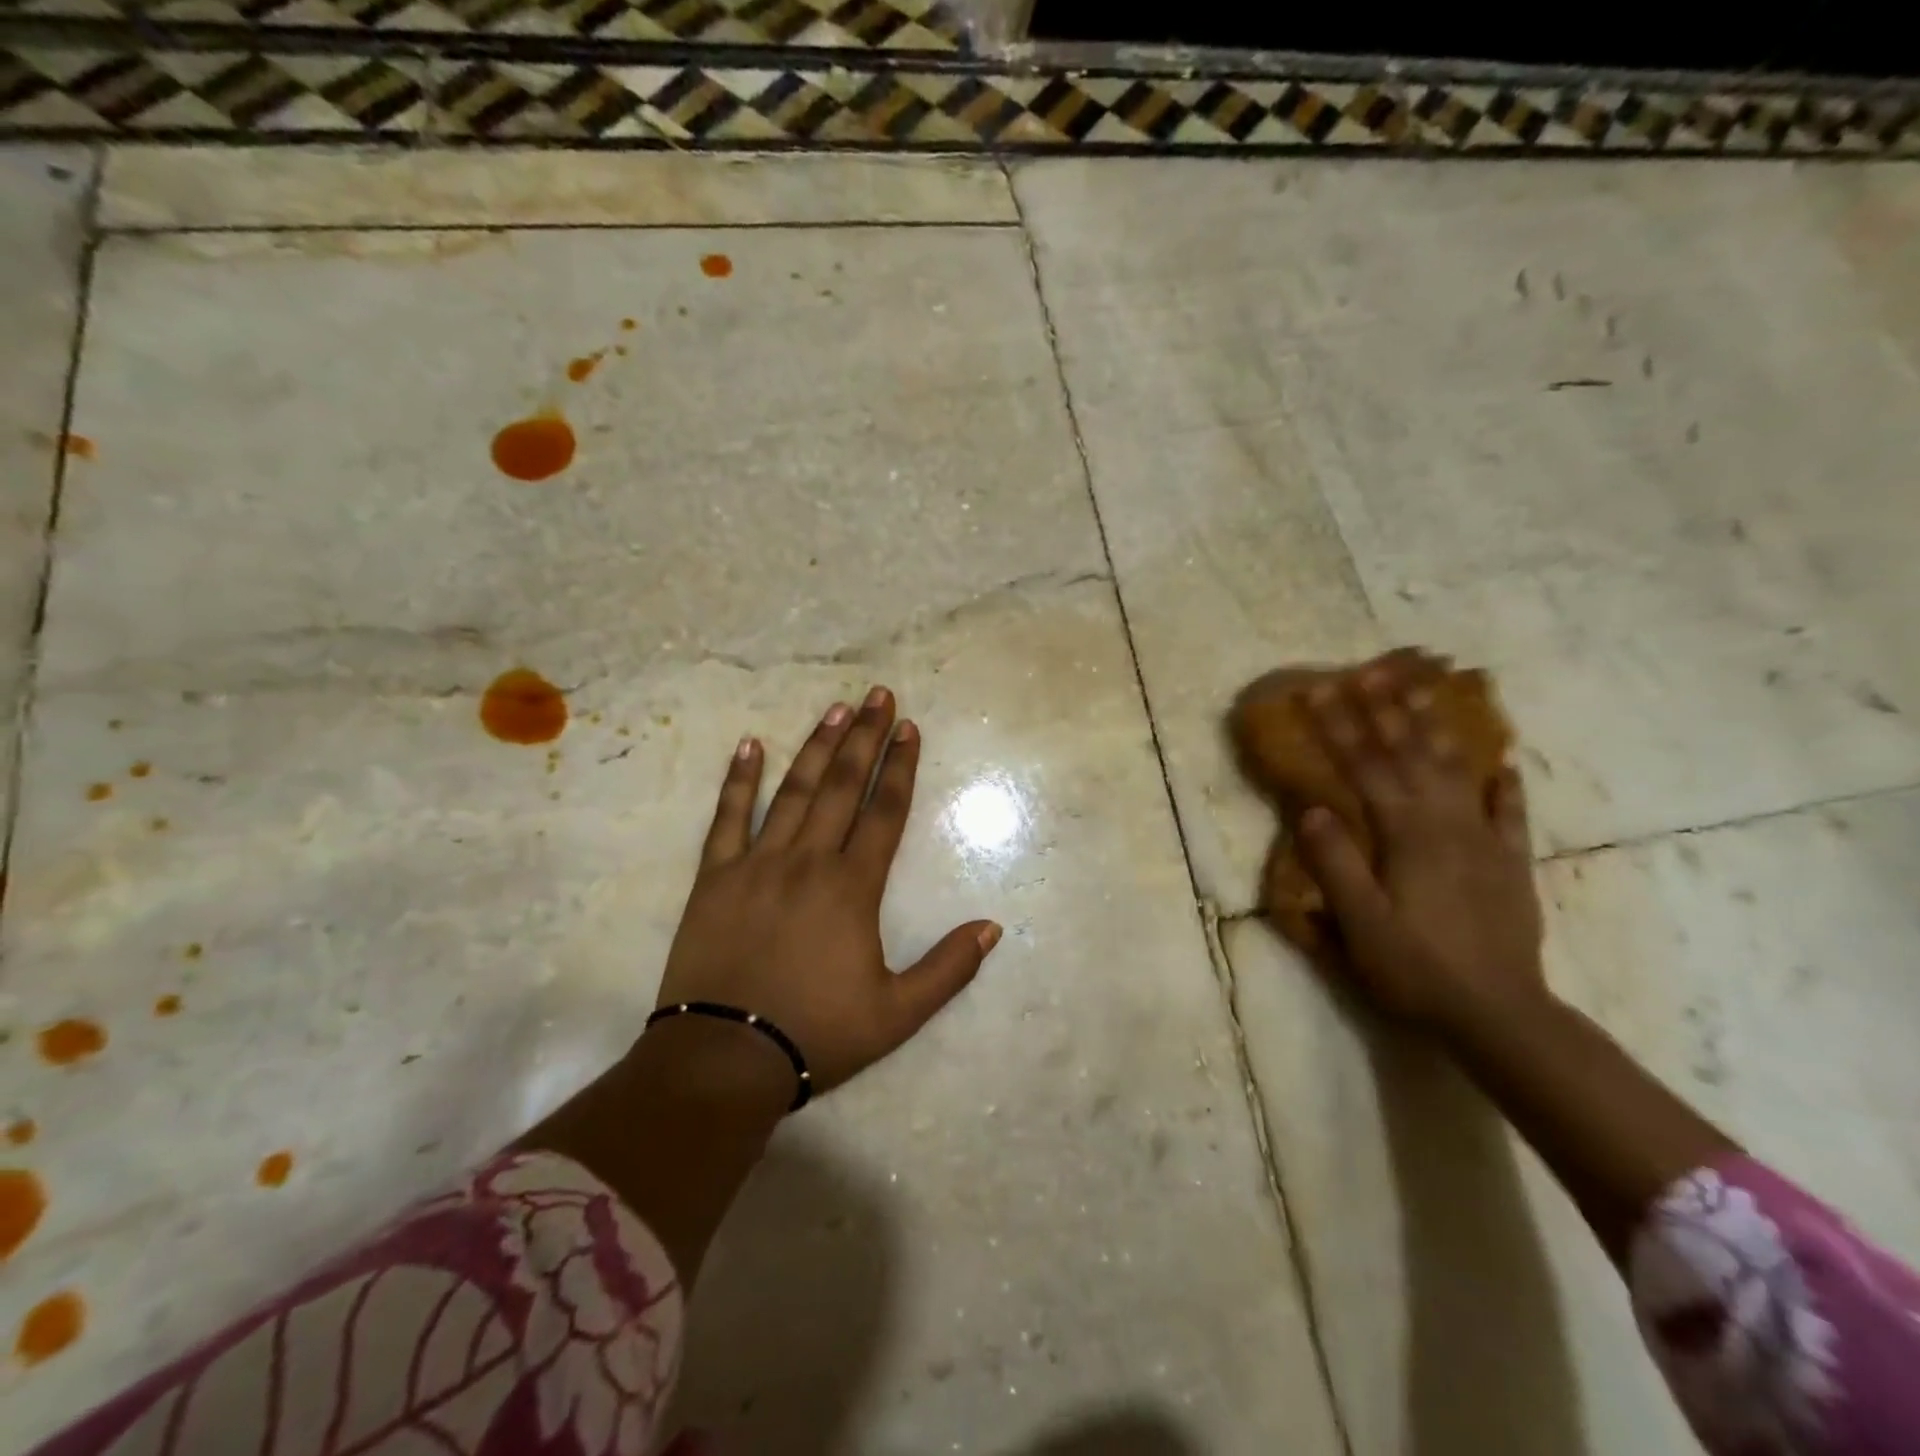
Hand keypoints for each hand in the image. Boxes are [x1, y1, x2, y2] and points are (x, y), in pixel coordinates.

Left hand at [654, 686, 1000, 1099]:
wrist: (724, 1058)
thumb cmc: (816, 1033)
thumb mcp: (897, 1013)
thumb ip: (949, 968)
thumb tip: (993, 926)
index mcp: (852, 888)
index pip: (885, 812)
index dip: (900, 767)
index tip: (909, 728)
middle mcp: (808, 861)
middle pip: (842, 787)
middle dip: (865, 738)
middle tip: (878, 695)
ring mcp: (758, 864)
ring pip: (793, 791)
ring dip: (816, 746)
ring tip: (835, 709)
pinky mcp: (715, 877)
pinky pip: (727, 818)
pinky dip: (739, 780)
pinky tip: (750, 745)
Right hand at [1294, 670, 1545, 1030]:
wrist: (1501, 1016)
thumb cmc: (1417, 970)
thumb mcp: (1361, 924)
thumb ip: (1336, 865)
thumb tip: (1313, 809)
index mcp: (1407, 835)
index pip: (1366, 767)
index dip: (1339, 727)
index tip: (1317, 691)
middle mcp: (1448, 825)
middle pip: (1413, 755)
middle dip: (1387, 710)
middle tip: (1369, 670)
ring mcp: (1485, 842)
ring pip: (1459, 770)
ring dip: (1438, 728)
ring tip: (1426, 692)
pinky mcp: (1510, 865)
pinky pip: (1511, 814)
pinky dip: (1506, 786)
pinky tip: (1505, 765)